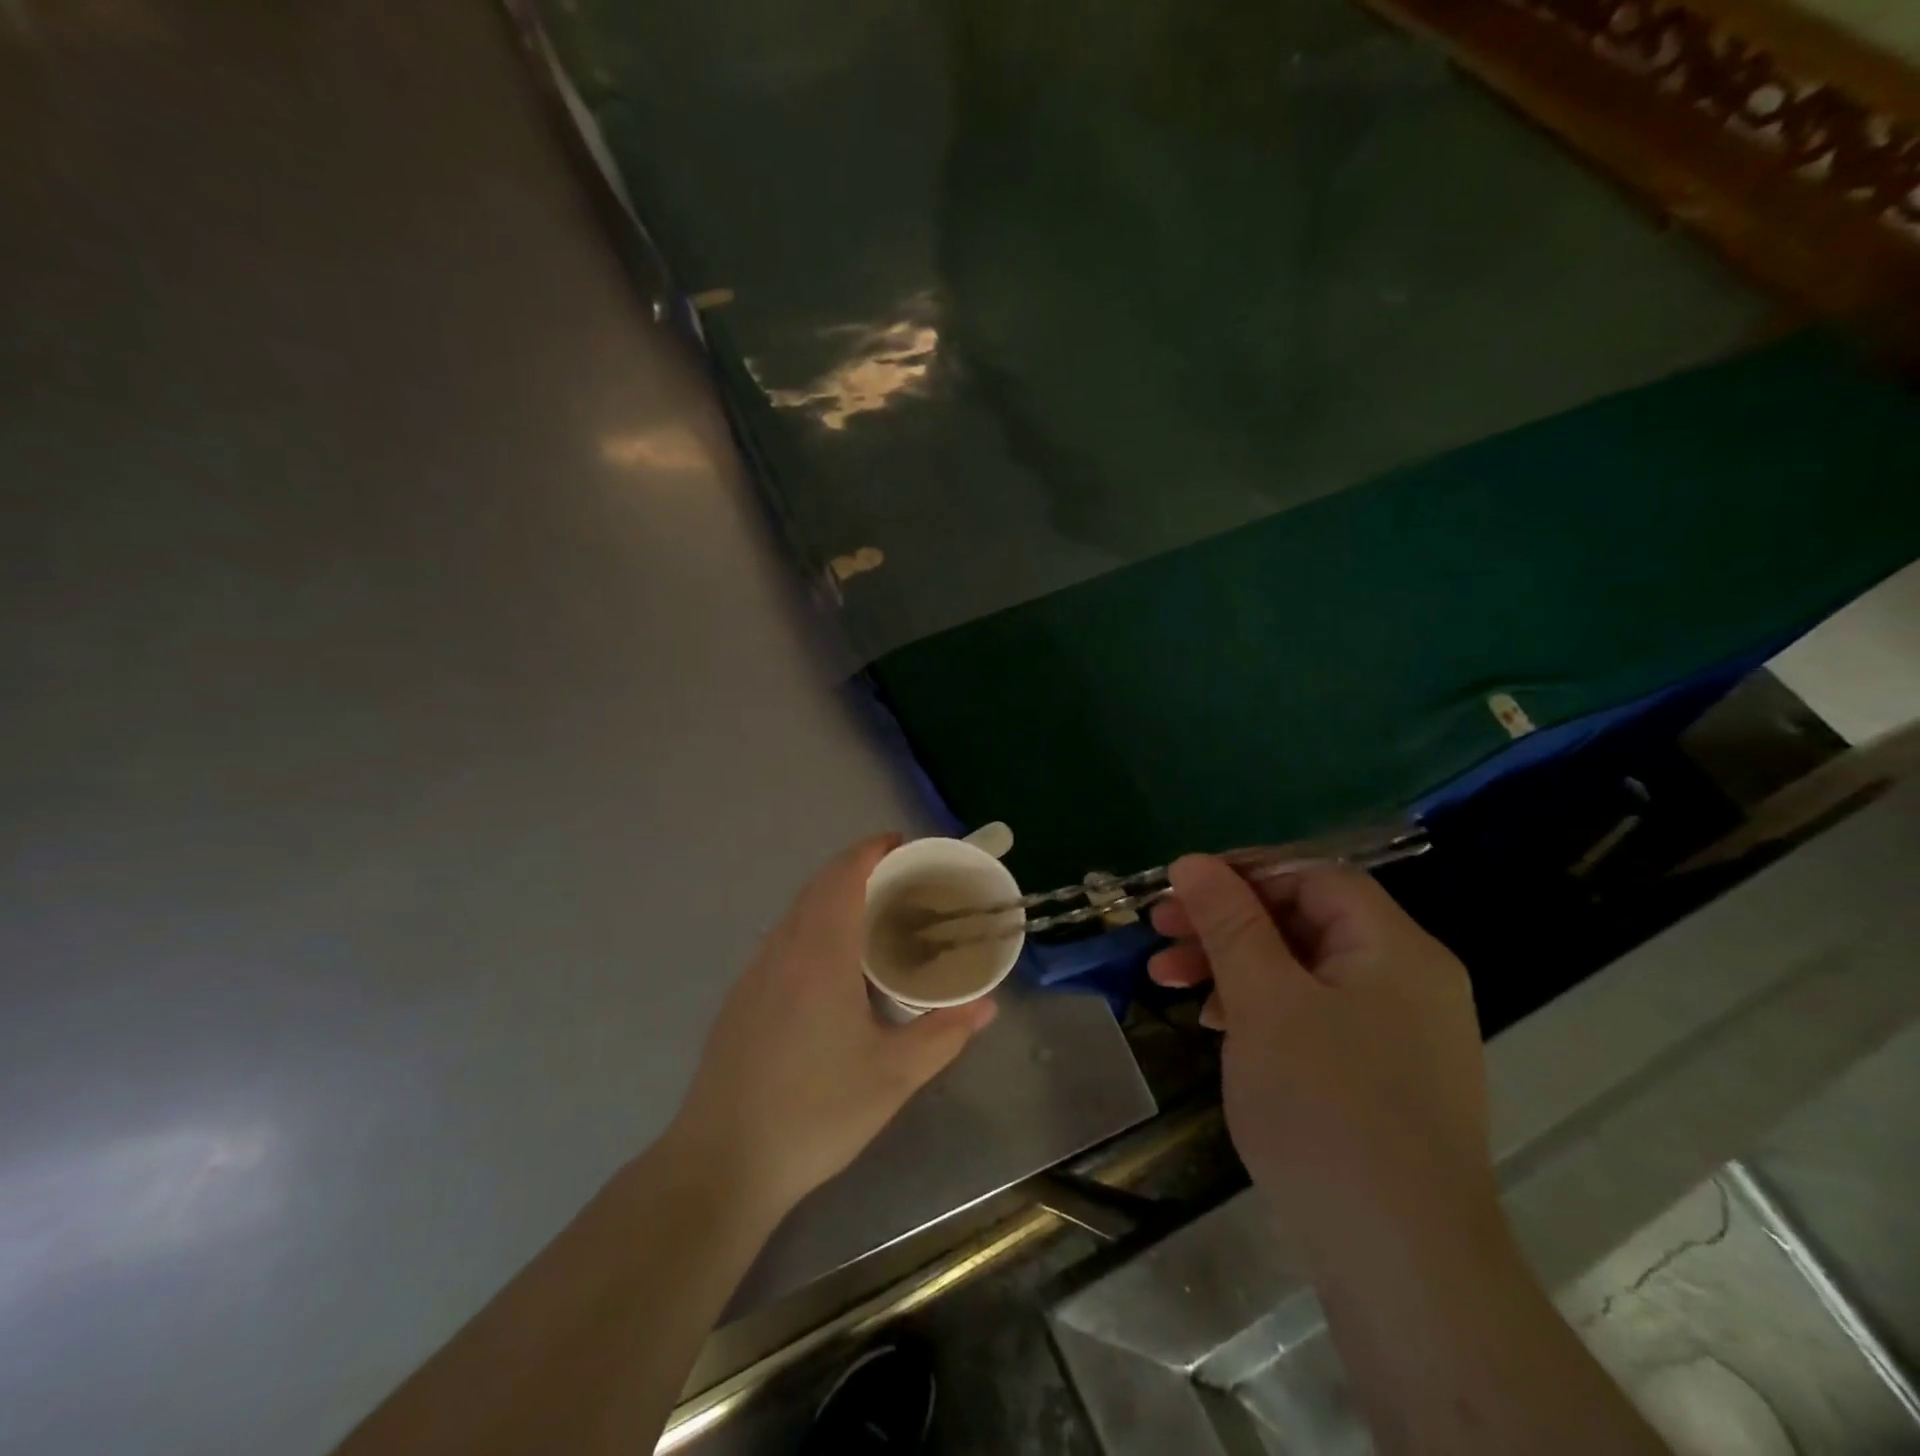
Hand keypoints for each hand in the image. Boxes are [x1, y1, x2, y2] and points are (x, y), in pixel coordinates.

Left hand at [665, 835, 997, 1222]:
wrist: (721, 1162)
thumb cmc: (815, 1112)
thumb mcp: (894, 1076)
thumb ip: (944, 1034)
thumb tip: (986, 1005)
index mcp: (820, 954)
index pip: (844, 876)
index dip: (872, 850)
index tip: (904, 845)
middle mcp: (783, 949)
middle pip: (818, 885)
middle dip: (858, 869)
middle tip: (902, 881)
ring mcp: (754, 973)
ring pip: (796, 911)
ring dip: (832, 897)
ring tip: (873, 917)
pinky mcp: (740, 998)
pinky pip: (782, 938)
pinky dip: (812, 925)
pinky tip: (832, 967)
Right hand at [1149, 856, 1495, 1255]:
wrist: (1402, 1262)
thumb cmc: (1326, 1108)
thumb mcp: (1263, 1000)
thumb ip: (1229, 923)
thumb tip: (1193, 861)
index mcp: (1395, 948)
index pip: (1314, 877)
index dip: (1243, 873)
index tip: (1180, 889)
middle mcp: (1408, 979)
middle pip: (1303, 921)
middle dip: (1225, 923)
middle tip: (1160, 931)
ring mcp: (1398, 1031)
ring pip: (1301, 969)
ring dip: (1232, 965)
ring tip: (1167, 980)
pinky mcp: (1382, 1075)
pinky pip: (1313, 1014)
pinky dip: (1260, 1008)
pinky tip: (1216, 1025)